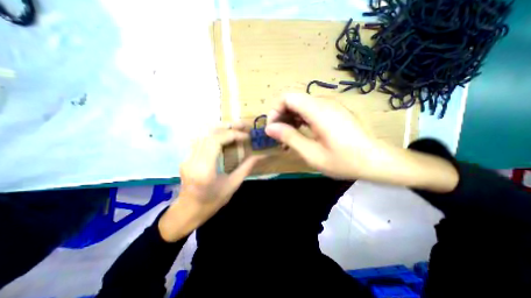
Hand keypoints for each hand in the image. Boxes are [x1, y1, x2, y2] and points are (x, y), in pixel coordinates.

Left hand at [159, 123, 262, 241]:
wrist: (187, 211)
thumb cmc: (212, 202)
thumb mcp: (232, 185)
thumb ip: (246, 168)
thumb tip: (260, 156)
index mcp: (204, 169)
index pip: (216, 141)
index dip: (232, 134)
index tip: (246, 136)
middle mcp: (192, 159)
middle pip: (209, 134)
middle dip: (228, 127)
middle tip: (243, 125)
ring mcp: (187, 157)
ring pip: (203, 134)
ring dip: (221, 129)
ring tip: (235, 129)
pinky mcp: (187, 157)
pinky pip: (201, 140)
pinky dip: (215, 135)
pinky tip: (224, 136)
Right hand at [264, 95, 381, 180]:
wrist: (376, 161)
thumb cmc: (344, 161)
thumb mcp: (312, 154)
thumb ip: (289, 138)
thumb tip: (269, 128)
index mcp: (318, 111)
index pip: (287, 97)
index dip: (275, 110)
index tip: (273, 129)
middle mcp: (324, 102)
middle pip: (293, 100)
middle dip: (282, 116)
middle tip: (280, 137)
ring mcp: (330, 106)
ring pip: (301, 105)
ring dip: (291, 119)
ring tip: (289, 138)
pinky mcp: (334, 111)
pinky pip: (311, 110)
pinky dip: (301, 120)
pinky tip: (302, 134)